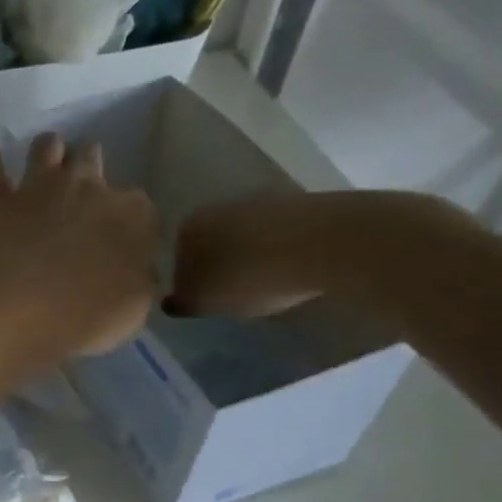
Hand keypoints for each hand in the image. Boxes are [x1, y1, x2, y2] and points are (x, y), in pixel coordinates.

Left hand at [0, 134, 157, 358]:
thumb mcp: (135, 308)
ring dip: (47, 152)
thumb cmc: (89, 315)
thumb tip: (136, 271)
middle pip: (92, 160)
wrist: (26, 310)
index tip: (117, 240)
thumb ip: (138, 280)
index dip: (127, 223)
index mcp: (131, 214)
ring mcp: (41, 188)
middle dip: (88, 171)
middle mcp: (89, 187)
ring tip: (44, 164)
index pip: (137, 207)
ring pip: (47, 147)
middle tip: (79, 196)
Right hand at [169, 189, 464, 317]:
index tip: (203, 302)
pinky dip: (280, 252)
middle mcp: (221, 205)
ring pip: (246, 237)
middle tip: (230, 296)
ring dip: (251, 258)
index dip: (187, 283)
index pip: (176, 258)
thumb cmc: (250, 277)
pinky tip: (290, 272)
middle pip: (212, 243)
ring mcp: (265, 199)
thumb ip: (182, 301)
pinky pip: (280, 235)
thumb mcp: (205, 301)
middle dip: (218, 266)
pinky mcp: (303, 204)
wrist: (329, 244)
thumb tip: (172, 299)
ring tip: (264, 287)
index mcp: (189, 226)